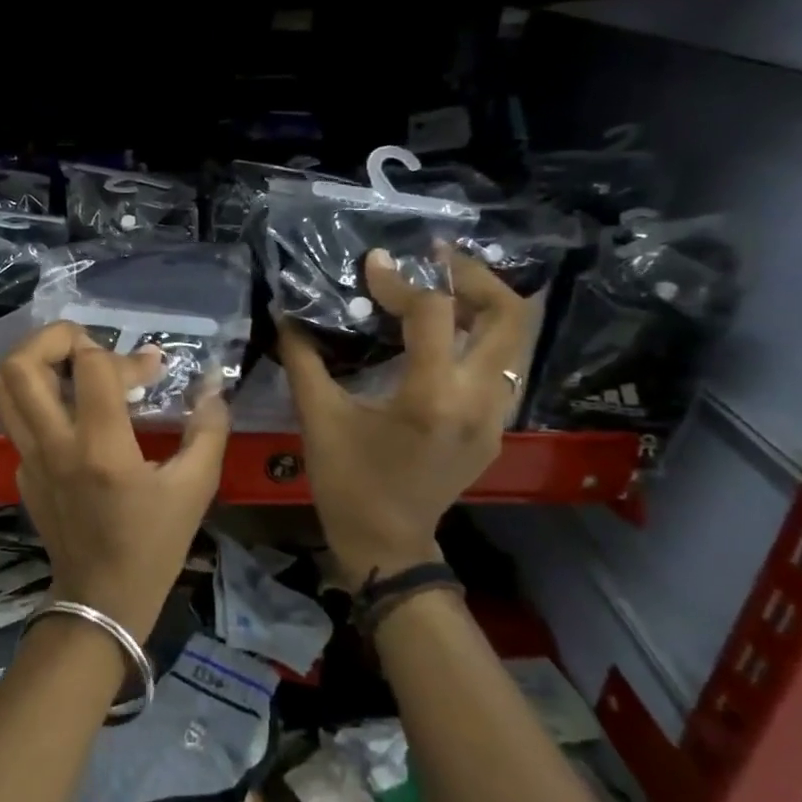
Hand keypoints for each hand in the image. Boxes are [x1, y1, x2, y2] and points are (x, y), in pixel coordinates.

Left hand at [0, 322, 230, 639]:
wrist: (102, 599)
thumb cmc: (154, 545)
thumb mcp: (195, 488)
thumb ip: (209, 429)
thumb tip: (214, 385)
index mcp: (100, 449)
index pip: (92, 367)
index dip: (126, 355)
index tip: (151, 370)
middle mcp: (54, 446)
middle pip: (21, 365)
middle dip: (54, 338)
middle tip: (88, 346)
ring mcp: (29, 460)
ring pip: (3, 388)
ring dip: (34, 362)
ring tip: (70, 365)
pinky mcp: (21, 472)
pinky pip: (17, 419)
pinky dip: (40, 400)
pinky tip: (73, 414)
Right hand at [279, 246, 531, 588]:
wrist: (387, 542)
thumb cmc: (347, 482)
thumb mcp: (318, 418)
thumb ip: (304, 359)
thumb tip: (287, 315)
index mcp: (432, 397)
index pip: (433, 312)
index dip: (401, 280)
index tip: (374, 264)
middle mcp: (478, 400)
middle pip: (507, 314)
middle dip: (473, 275)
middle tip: (435, 258)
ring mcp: (496, 416)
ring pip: (514, 338)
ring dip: (482, 303)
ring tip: (441, 287)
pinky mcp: (496, 427)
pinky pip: (501, 365)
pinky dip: (479, 336)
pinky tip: (443, 334)